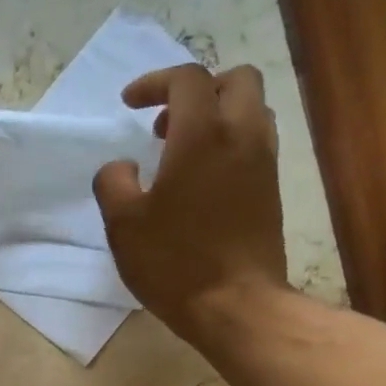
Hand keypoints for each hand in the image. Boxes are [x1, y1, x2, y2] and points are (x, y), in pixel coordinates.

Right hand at [93, 64, 287, 345]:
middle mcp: (242, 135)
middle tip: (166, 121)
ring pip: (252, 111)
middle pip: (235, 80)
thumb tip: (122, 166)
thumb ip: (113, 183)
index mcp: (202, 135)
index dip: (155, 82)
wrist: (236, 305)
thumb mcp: (123, 224)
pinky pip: (256, 144)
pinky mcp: (272, 190)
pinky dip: (230, 144)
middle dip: (199, 89)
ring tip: (184, 150)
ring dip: (218, 115)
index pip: (187, 79)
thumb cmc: (174, 262)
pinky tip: (203, 180)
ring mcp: (264, 163)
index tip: (129, 104)